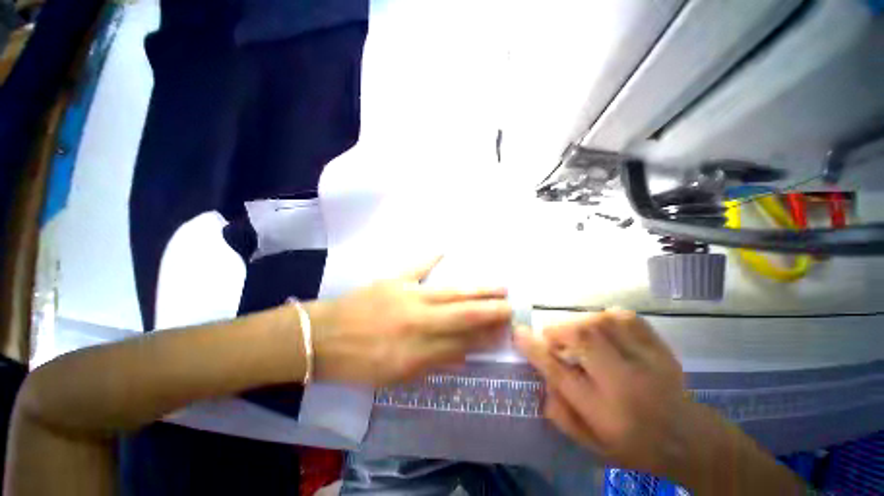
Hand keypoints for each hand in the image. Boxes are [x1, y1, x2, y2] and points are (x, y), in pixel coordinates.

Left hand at [308, 259, 511, 385]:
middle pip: (463, 314)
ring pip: (450, 292)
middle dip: (491, 310)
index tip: (505, 330)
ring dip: (476, 290)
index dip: (486, 336)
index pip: (463, 342)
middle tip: (511, 304)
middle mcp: (419, 321)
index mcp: (418, 350)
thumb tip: (464, 352)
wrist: (322, 339)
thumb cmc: (359, 362)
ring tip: (498, 286)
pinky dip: (430, 257)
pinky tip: (444, 249)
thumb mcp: (397, 375)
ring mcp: (407, 296)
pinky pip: (416, 267)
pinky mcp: (393, 280)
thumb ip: (433, 362)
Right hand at [514, 310, 701, 476]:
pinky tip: (604, 328)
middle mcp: (623, 383)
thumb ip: (560, 413)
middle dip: (558, 330)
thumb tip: (541, 379)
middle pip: (582, 337)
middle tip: (554, 339)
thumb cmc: (635, 445)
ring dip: (579, 323)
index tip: (518, 333)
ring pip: (601, 322)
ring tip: (578, 335)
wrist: (690, 440)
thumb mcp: (592, 443)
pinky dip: (607, 317)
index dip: (534, 349)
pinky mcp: (659, 347)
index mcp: (603, 411)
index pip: (559, 373)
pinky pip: (625, 317)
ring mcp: (646, 361)